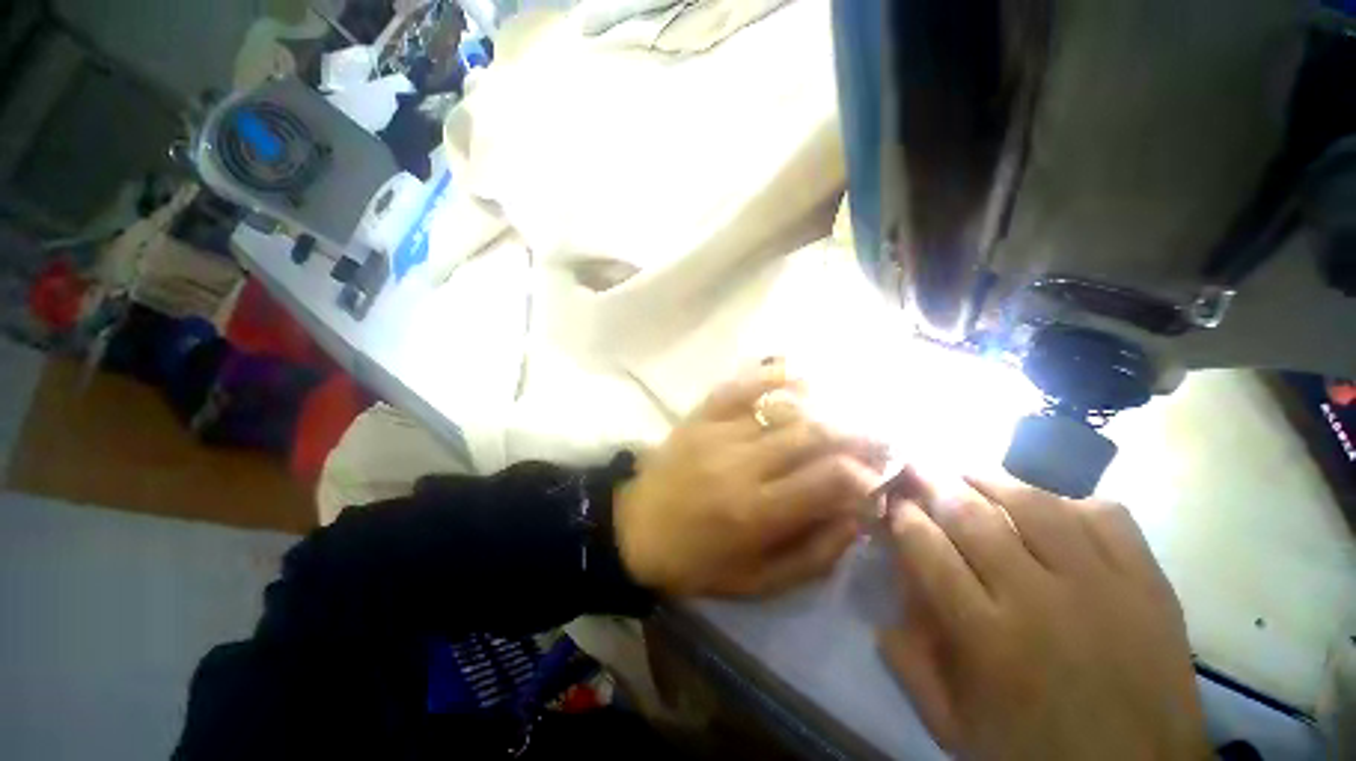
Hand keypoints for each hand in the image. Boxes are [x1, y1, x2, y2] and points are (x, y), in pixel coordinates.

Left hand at [615, 362, 883, 596]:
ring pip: (782, 407)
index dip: (864, 475)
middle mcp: (741, 464)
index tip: (878, 476)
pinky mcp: (700, 415)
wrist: (634, 528)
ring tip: (846, 410)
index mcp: (756, 512)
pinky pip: (740, 385)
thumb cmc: (695, 562)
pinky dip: (771, 374)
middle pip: (812, 435)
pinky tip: (796, 374)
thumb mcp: (757, 582)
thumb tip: (856, 517)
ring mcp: (718, 432)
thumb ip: (813, 554)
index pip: (828, 480)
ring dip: (823, 406)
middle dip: (855, 434)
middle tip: (877, 437)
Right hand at [878, 476, 1207, 759]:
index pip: (926, 548)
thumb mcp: (951, 723)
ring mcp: (1100, 586)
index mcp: (985, 637)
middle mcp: (1037, 600)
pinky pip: (1105, 517)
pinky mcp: (1148, 584)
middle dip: (933, 480)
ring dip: (991, 479)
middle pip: (972, 515)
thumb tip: (884, 605)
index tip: (894, 502)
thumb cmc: (1032, 753)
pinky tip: (1049, 504)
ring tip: (968, 471)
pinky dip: (1070, 500)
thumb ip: (908, 661)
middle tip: (916, 463)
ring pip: (1034, 504)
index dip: (903, 515)